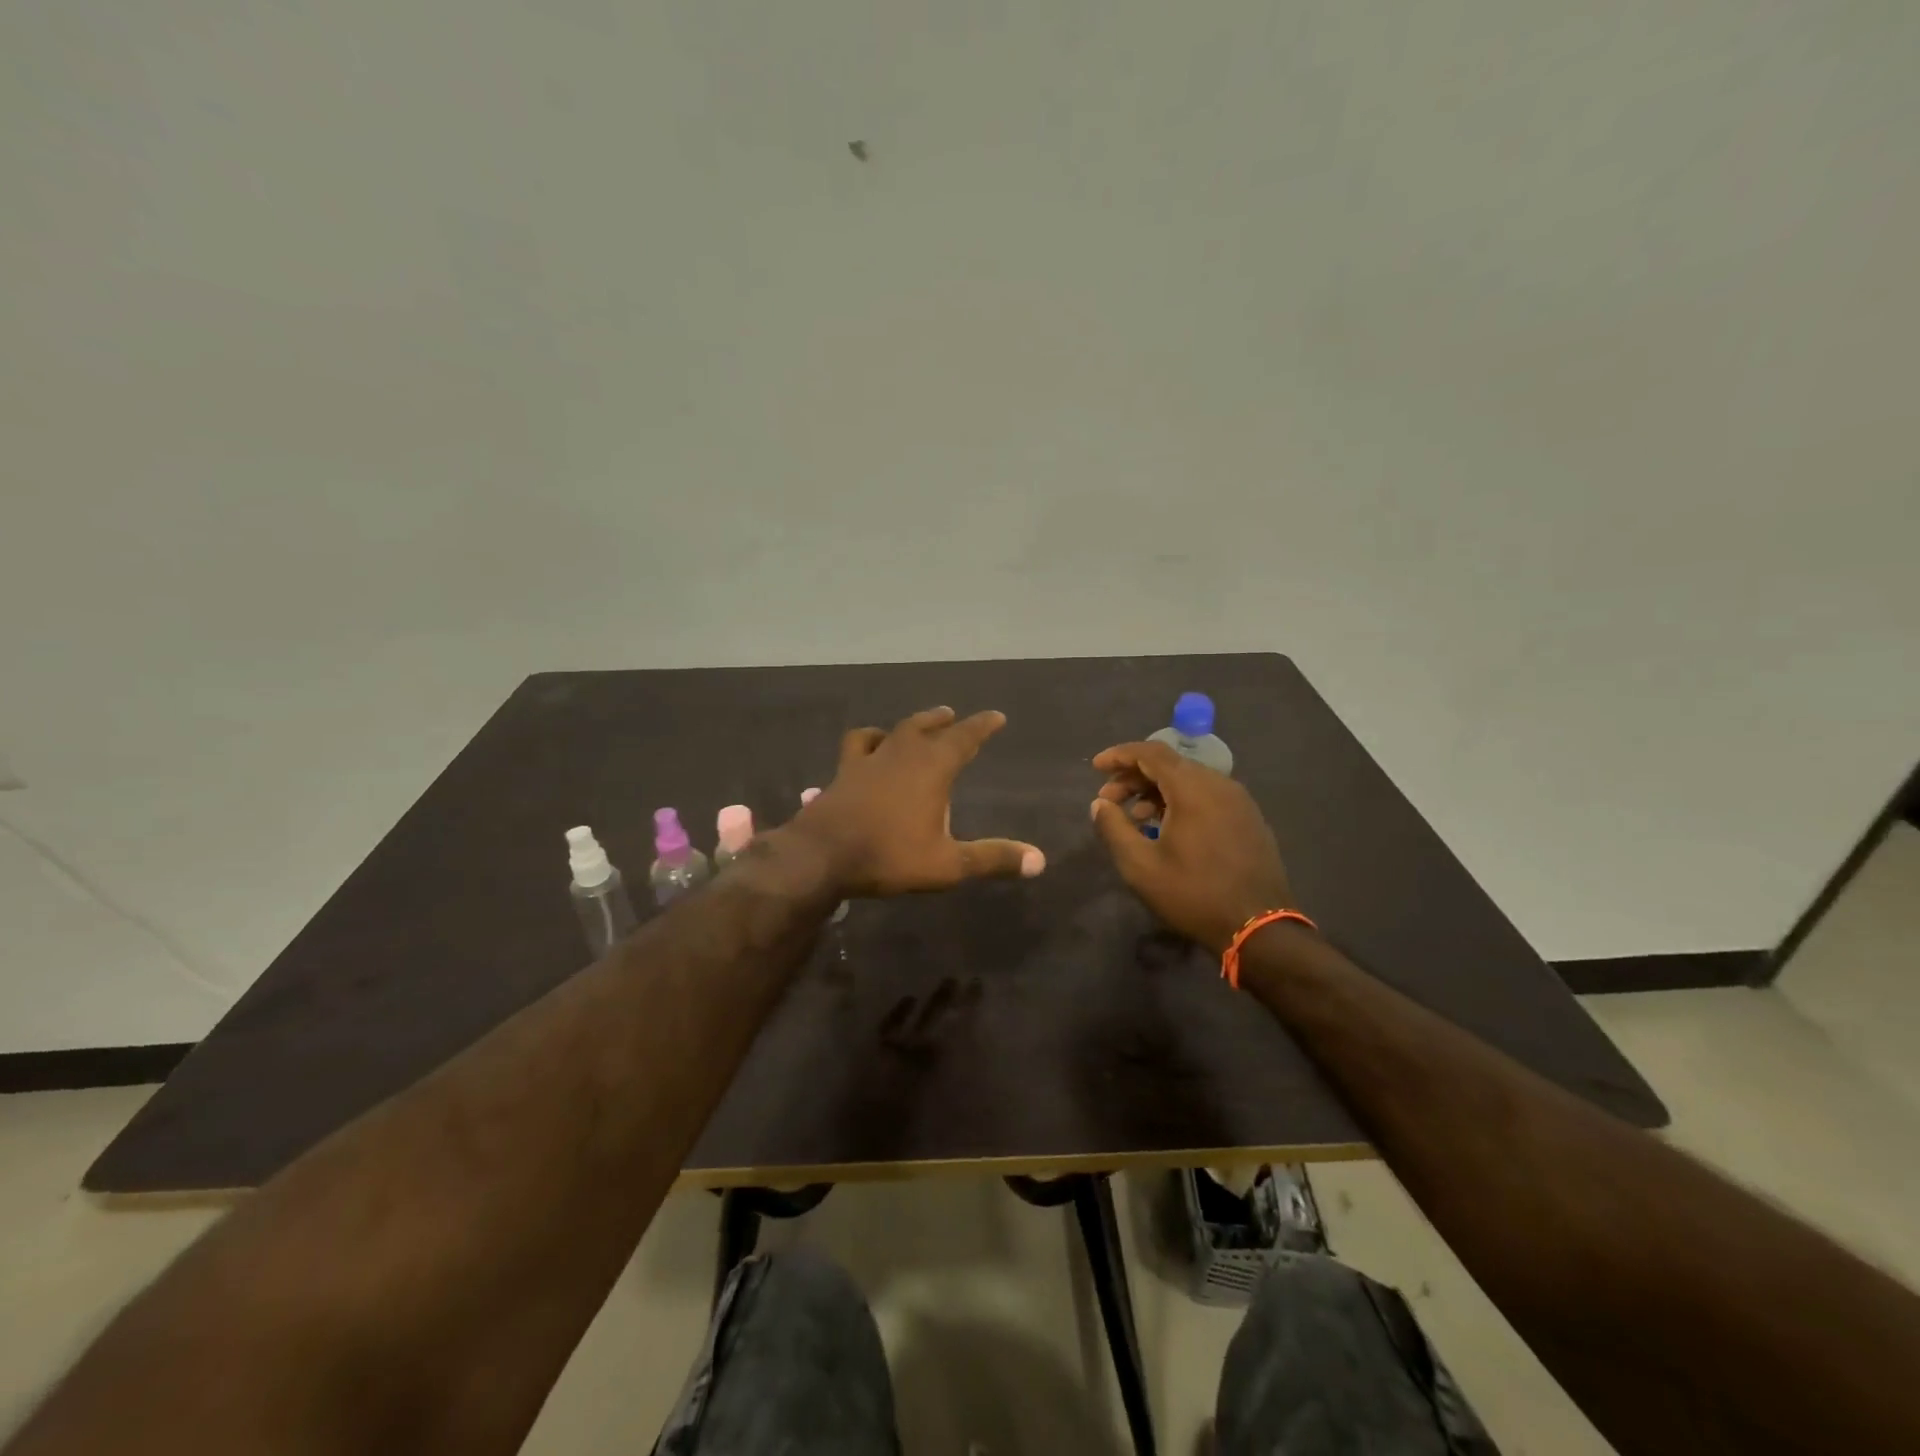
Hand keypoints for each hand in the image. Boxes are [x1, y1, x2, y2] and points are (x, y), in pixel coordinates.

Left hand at [788, 707, 1045, 895]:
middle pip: (926, 726)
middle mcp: (902, 754)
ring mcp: (868, 760)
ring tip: (919, 724)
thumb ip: (992, 859)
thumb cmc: (889, 856)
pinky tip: (870, 744)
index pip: (964, 737)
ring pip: (894, 730)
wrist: (822, 856)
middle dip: (944, 721)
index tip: (996, 716)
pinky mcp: (843, 772)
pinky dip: (869, 739)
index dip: (982, 726)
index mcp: (932, 768)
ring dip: (911, 724)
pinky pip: (858, 744)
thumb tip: (1040, 860)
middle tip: (953, 716)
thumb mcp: (947, 864)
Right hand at [1089, 741, 1295, 953]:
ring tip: (1134, 818)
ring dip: (1156, 791)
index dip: (1120, 755)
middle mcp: (1219, 784)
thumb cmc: (1193, 894)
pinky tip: (1167, 829)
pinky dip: (1181, 801)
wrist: (1259, 928)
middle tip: (1108, 799)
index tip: (1096, 767)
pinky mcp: (1249, 819)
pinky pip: (1208, 796)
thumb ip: (1114, 828)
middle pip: (1170, 764)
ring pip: (1189, 780)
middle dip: (1134, 776)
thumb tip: (1099, 804)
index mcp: (1193, 788)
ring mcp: (1239, 801)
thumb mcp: (1140, 866)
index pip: (1151, 752)